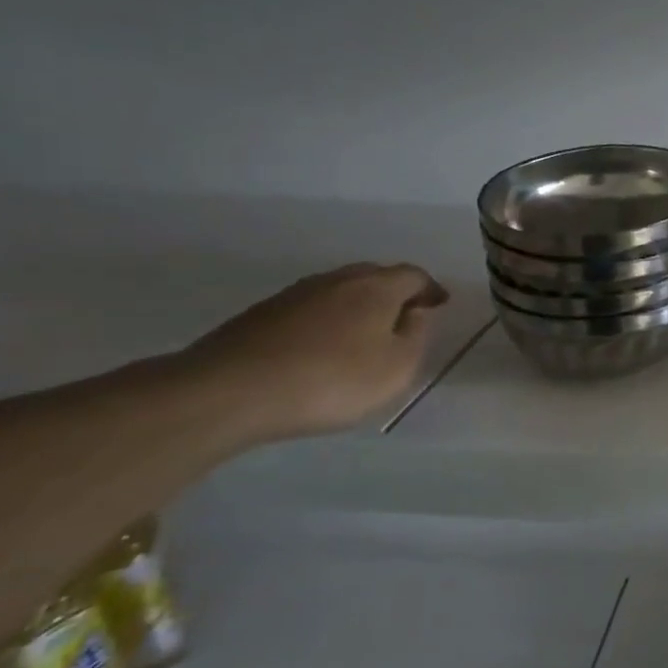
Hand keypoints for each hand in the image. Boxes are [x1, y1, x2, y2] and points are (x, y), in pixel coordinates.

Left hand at [184, 264, 449, 442]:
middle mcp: (337, 280)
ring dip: (357, 306)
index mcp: (376, 288)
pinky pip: (309, 310)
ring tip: (363, 334)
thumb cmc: (331, 380)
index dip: (430, 289)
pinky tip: (321, 348)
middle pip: (375, 276)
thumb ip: (416, 336)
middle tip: (405, 317)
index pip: (414, 275)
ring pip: (339, 291)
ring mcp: (294, 295)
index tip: (440, 305)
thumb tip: (416, 312)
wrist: (227, 392)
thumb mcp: (396, 368)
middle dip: (394, 293)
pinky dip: (325, 321)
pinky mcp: (260, 315)